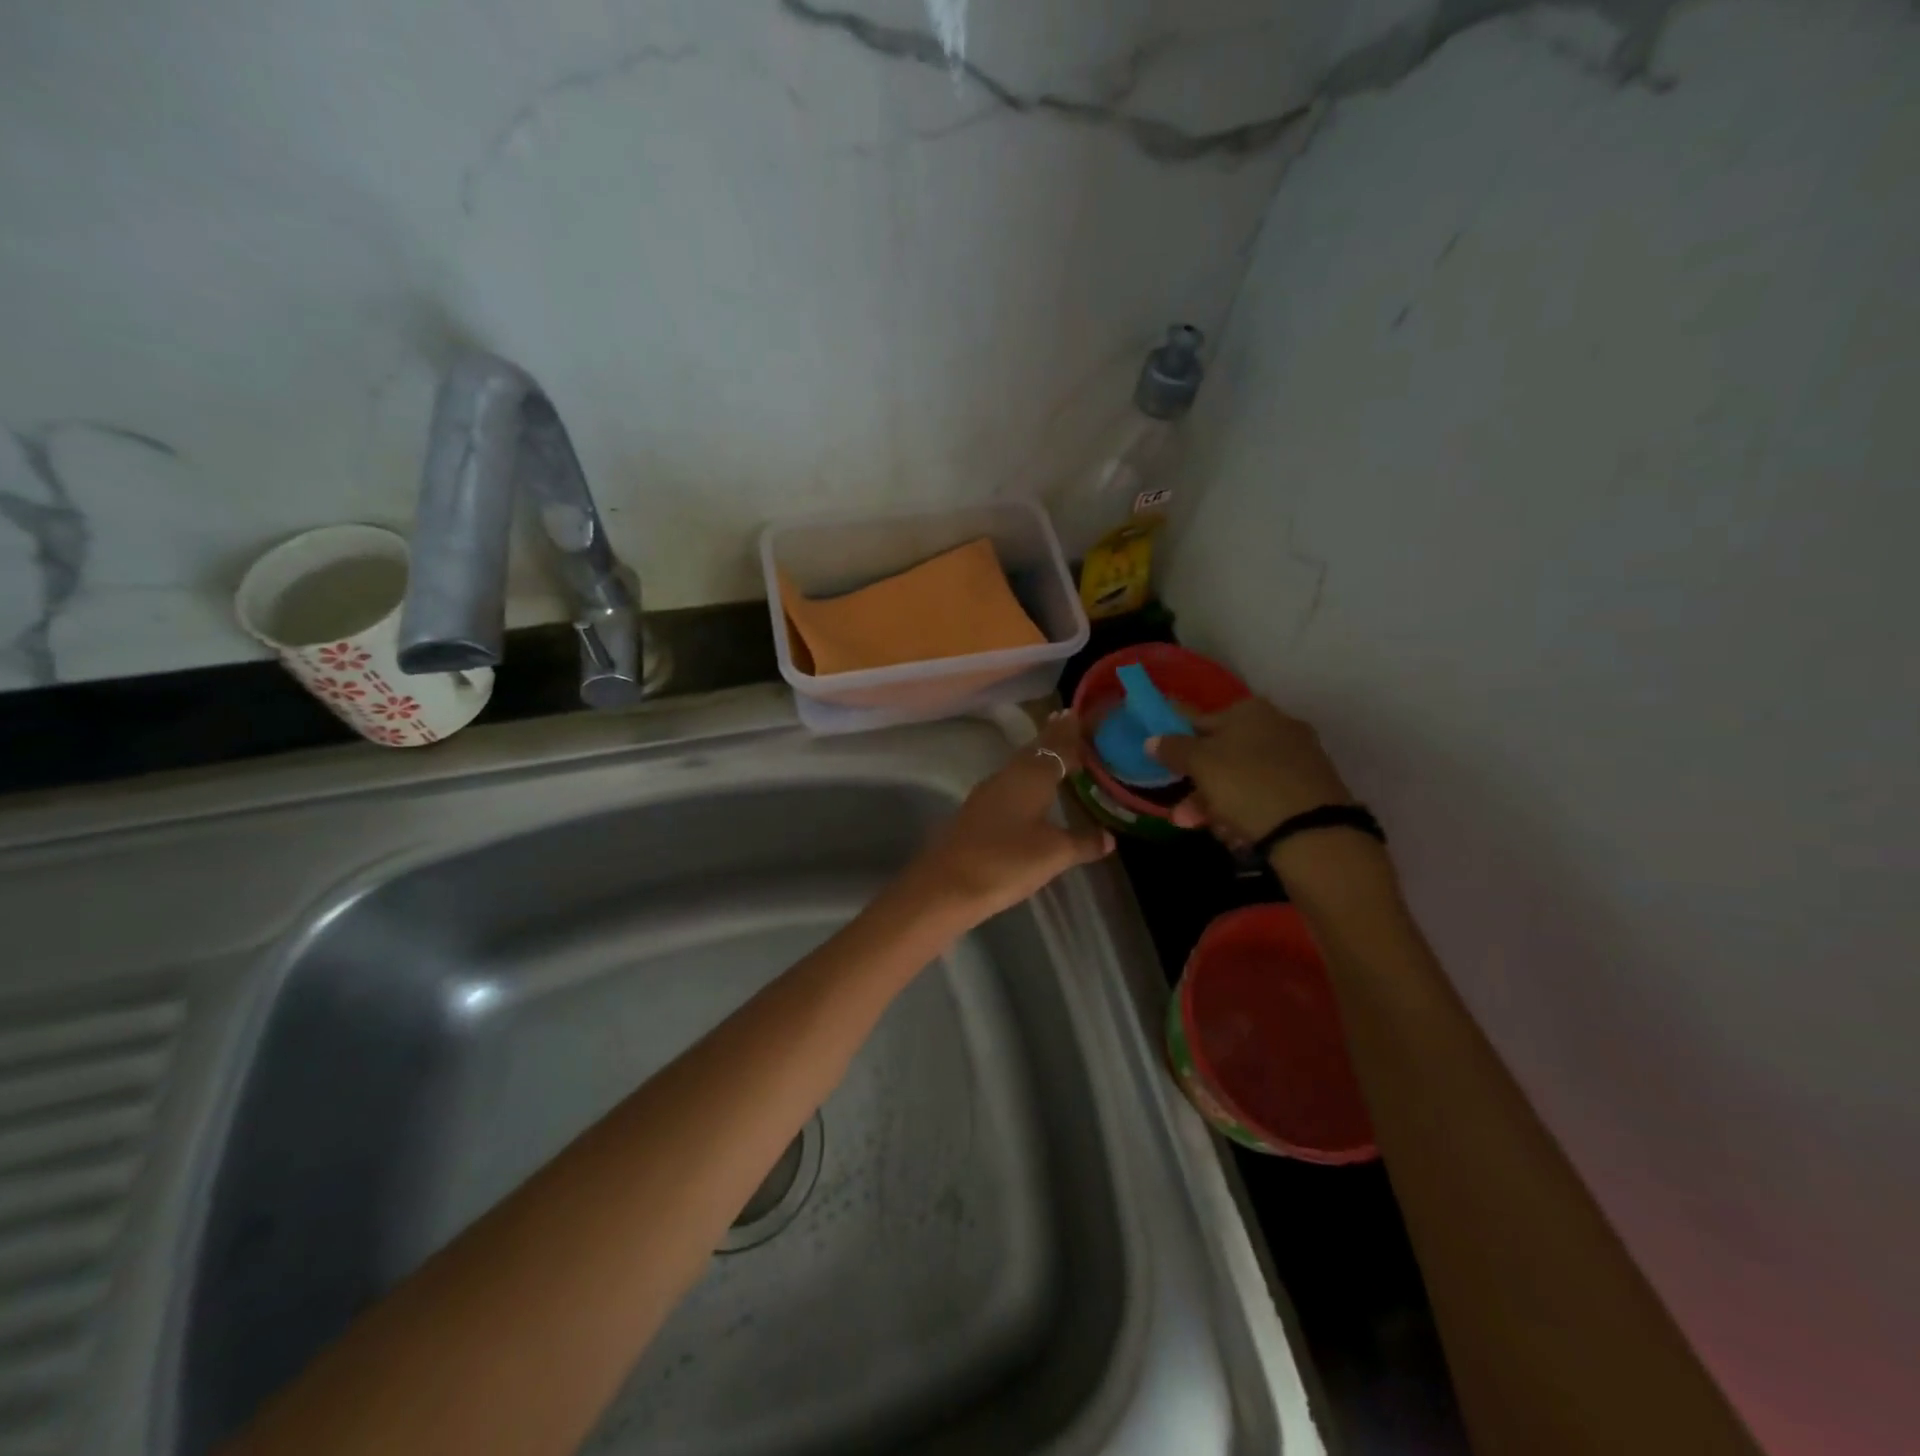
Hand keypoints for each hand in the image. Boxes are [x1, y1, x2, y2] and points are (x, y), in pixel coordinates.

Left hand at [904, 711, 1113, 926]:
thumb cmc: (1007, 862)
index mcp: (1031, 777)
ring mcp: (988, 793)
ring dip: (1037, 755)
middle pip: (1035, 750)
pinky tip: (1028, 788)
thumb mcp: (1054, 854)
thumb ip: (1083, 841)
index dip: (1071, 733)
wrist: (946, 885)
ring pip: (1019, 765)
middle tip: (1068, 721)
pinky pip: (1008, 783)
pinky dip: (1024, 777)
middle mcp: (1008, 776)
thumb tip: (1109, 837)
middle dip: (1052, 737)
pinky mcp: (976, 812)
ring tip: (1054, 751)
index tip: (1081, 716)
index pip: (1057, 746)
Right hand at [1146, 697, 1353, 843]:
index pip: (1201, 722)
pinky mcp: (1310, 788)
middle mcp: (1277, 725)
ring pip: (1242, 780)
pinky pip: (1265, 796)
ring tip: (1215, 832)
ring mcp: (1297, 757)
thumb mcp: (1200, 763)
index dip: (1179, 746)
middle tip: (1183, 817)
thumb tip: (1152, 740)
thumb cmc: (1247, 784)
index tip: (1167, 771)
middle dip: (1199, 789)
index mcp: (1250, 710)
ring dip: (1219, 806)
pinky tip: (1240, 835)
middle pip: (1222, 755)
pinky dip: (1248, 813)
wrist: (1312, 830)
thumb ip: (1173, 748)